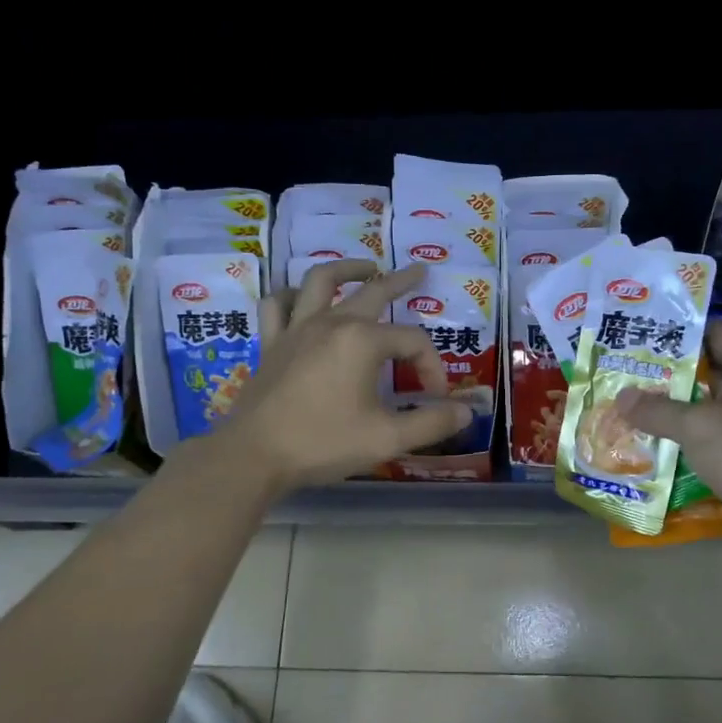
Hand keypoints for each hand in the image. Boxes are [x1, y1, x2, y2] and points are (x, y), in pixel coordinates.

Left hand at [222, 260, 471, 489]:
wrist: (254, 455)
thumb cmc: (323, 443)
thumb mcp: (388, 438)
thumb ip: (431, 423)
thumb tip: (467, 411)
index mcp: (363, 341)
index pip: (413, 342)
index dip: (432, 366)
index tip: (436, 397)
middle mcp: (332, 323)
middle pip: (374, 292)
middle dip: (401, 282)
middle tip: (420, 272)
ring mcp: (297, 329)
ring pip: (321, 282)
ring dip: (346, 269)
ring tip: (365, 267)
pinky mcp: (271, 343)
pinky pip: (277, 305)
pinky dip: (291, 295)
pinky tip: (300, 298)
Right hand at [616, 322, 721, 567]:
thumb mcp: (698, 424)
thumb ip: (657, 409)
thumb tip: (621, 397)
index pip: (715, 334)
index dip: (679, 331)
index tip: (641, 333)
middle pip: (704, 374)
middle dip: (663, 376)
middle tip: (620, 374)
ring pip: (700, 413)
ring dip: (667, 415)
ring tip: (621, 409)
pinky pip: (703, 446)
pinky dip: (678, 447)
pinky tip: (641, 447)